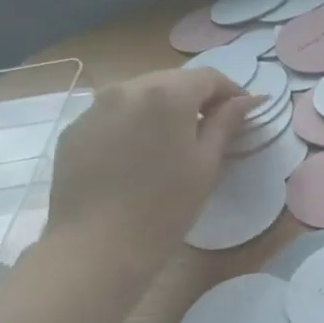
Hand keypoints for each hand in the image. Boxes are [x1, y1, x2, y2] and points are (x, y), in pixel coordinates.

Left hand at [49, 69, 260, 255]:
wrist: (97, 246)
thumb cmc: (165, 207)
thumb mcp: (206, 165)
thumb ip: (226, 123)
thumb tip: (248, 99)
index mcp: (168, 94)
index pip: (208, 77)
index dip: (231, 91)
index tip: (242, 113)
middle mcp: (128, 88)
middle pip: (172, 80)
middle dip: (195, 99)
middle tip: (209, 129)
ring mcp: (95, 107)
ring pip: (140, 95)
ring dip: (161, 109)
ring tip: (170, 143)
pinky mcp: (75, 129)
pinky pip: (112, 115)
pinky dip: (131, 125)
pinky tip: (136, 158)